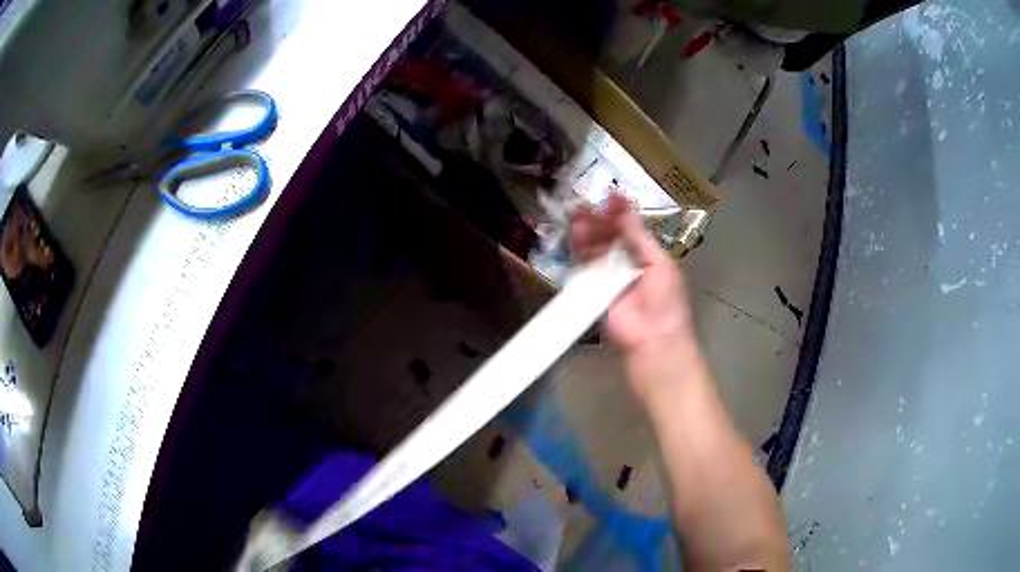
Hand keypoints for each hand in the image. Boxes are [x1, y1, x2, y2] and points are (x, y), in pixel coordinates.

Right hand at [570, 195, 702, 395]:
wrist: (652, 341)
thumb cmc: (664, 301)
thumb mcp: (658, 263)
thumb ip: (638, 236)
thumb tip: (623, 207)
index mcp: (648, 255)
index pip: (631, 228)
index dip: (620, 212)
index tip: (610, 195)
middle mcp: (627, 262)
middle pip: (610, 235)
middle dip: (599, 218)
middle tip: (586, 203)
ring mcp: (609, 276)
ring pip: (595, 247)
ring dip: (587, 229)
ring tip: (577, 212)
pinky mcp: (592, 289)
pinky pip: (584, 265)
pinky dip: (579, 249)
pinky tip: (575, 233)